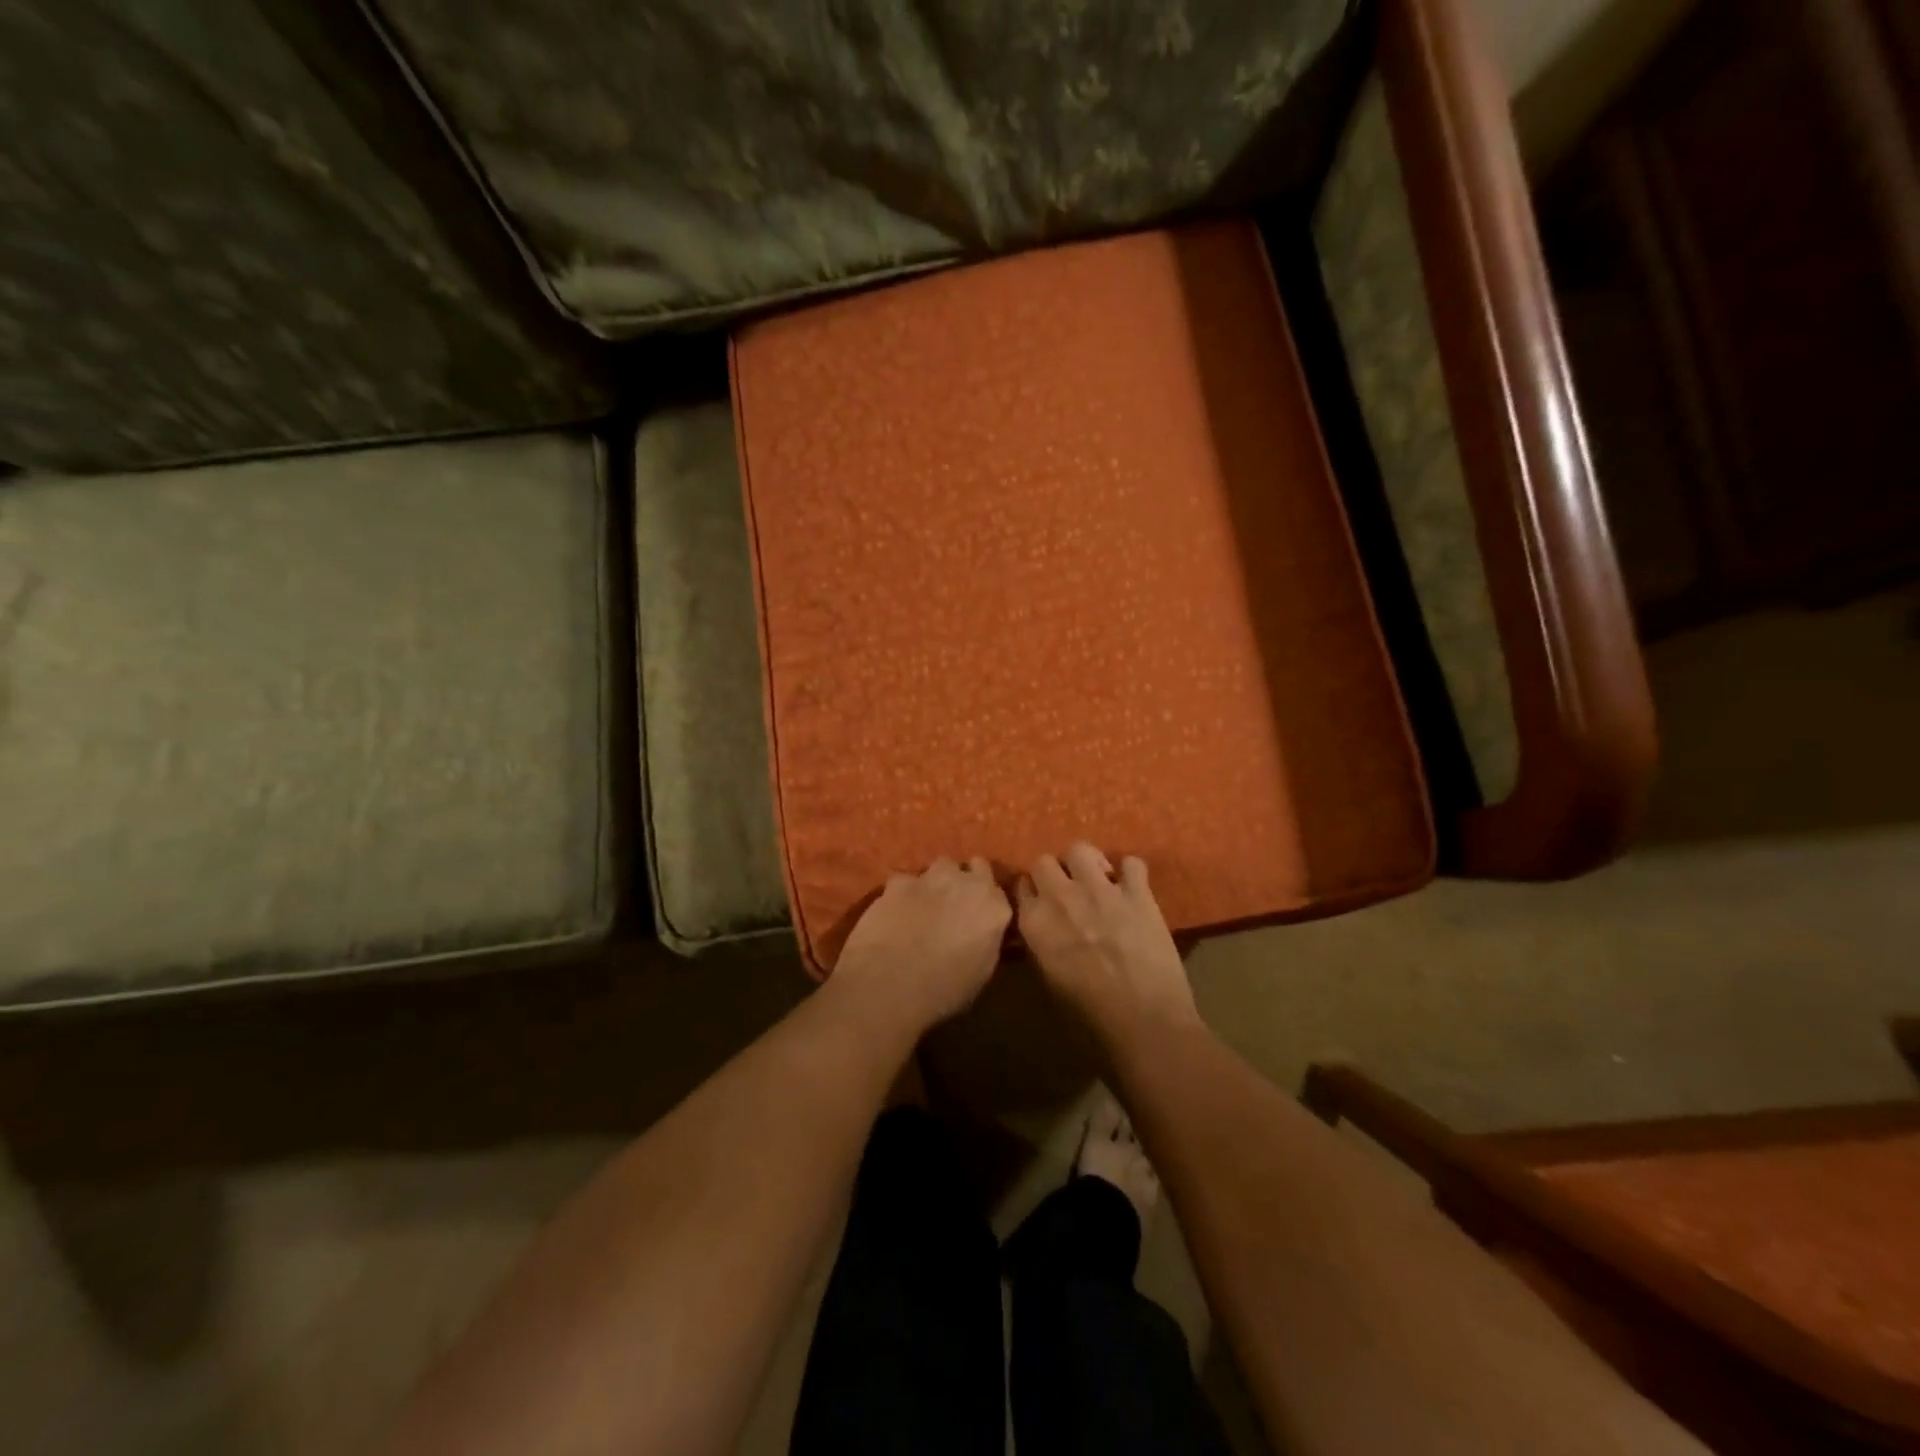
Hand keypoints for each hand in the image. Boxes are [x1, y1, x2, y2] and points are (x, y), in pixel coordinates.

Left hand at [833, 857, 1012, 1036]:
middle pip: (973, 867)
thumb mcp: (981, 973)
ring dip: (937, 882)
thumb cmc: (943, 990)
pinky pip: (906, 881)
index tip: (979, 916)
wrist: (890, 984)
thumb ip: (987, 941)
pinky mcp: (898, 882)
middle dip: (966, 881)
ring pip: (941, 867)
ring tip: (924, 907)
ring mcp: (931, 877)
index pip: (998, 891)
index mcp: (994, 908)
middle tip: (955, 906)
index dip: (987, 903)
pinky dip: (903, 893)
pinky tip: (895, 913)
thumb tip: (982, 934)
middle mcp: (968, 883)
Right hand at [1016, 843, 1200, 1047]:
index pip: (1021, 886)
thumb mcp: (1049, 979)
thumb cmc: (1089, 1016)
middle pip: (1045, 861)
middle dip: (1054, 873)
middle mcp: (1061, 896)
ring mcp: (1100, 890)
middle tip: (1068, 892)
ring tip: (1097, 881)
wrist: (1144, 1022)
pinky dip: (1130, 872)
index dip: (1032, 893)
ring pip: (1081, 850)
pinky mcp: (1137, 893)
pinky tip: (1132, 888)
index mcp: (1034, 921)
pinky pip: (1131, 863)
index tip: (1040, 902)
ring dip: (1086, 864)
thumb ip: (1042, 943)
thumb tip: (1046, 928)